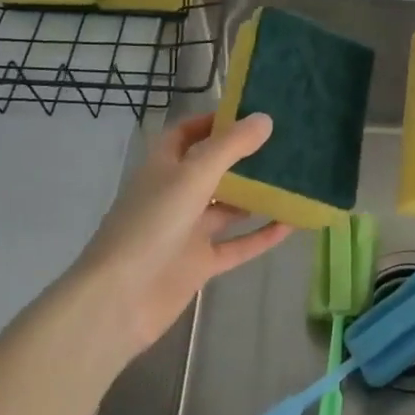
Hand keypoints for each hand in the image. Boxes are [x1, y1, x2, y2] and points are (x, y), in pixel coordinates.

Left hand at [70, 111, 291, 357]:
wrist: (119, 300)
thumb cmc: (151, 225)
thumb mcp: (192, 176)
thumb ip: (230, 147)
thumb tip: (265, 118)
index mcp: (163, 167)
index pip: (187, 134)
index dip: (214, 122)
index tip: (251, 114)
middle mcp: (175, 195)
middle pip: (212, 169)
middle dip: (244, 157)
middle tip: (285, 144)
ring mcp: (187, 232)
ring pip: (228, 208)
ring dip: (257, 196)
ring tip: (296, 179)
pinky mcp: (199, 264)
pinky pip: (237, 245)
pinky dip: (262, 235)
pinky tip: (292, 223)